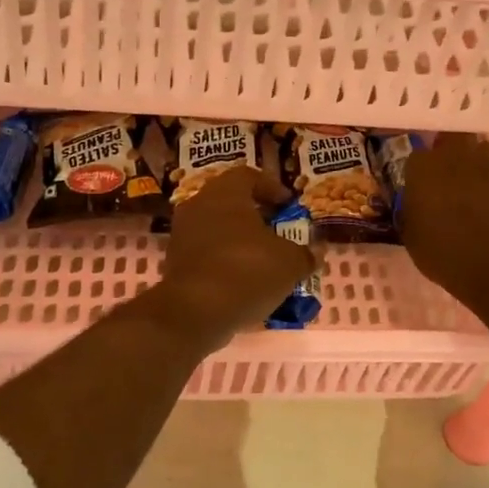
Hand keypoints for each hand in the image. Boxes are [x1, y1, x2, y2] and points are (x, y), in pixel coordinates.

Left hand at [152, 165, 317, 349]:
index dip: (272, 188)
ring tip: (264, 261)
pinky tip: (243, 282)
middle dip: (256, 217)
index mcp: (225, 192)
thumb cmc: (247, 270)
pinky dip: (225, 263)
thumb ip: (305, 254)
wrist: (195, 312)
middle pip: (231, 203)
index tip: (289, 205)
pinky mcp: (174, 264)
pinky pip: (206, 255)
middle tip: (278, 232)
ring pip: (217, 230)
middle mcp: (198, 205)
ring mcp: (182, 235)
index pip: (249, 176)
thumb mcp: (290, 263)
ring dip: (240, 242)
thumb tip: (315, 253)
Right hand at [399, 133, 488, 303]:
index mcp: (422, 167)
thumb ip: (411, 210)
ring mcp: (486, 165)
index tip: (418, 187)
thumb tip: (414, 204)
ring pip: (479, 149)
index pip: (415, 157)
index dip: (418, 172)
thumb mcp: (411, 234)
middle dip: (448, 151)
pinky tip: (488, 200)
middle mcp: (454, 156)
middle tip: (445, 174)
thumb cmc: (440, 250)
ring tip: (469, 183)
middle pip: (451, 139)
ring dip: (474, 161)